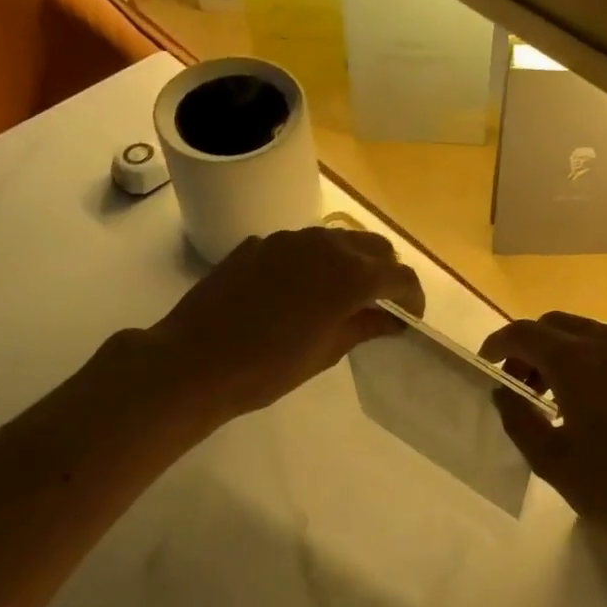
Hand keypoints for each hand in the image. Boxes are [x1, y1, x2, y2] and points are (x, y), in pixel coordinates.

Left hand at [148, 227, 424, 423]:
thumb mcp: (325, 353)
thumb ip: (364, 327)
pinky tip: (296, 291)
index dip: (412, 297)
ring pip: (336, 239)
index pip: (399, 276)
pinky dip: (312, 262)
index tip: (409, 318)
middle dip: (385, 272)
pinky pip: (299, 245)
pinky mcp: (258, 243)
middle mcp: (325, 245)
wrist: (194, 361)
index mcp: (350, 276)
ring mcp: (288, 239)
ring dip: (350, 261)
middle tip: (380, 304)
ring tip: (341, 295)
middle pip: (373, 247)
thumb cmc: (268, 368)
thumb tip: (391, 319)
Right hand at [481, 313, 606, 570]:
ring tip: (550, 395)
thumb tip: (503, 392)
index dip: (498, 343)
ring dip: (559, 352)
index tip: (485, 362)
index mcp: (578, 361)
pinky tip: (587, 399)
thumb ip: (520, 420)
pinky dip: (588, 359)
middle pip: (555, 324)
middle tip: (517, 383)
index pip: (524, 333)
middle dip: (529, 346)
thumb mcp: (554, 462)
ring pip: (585, 332)